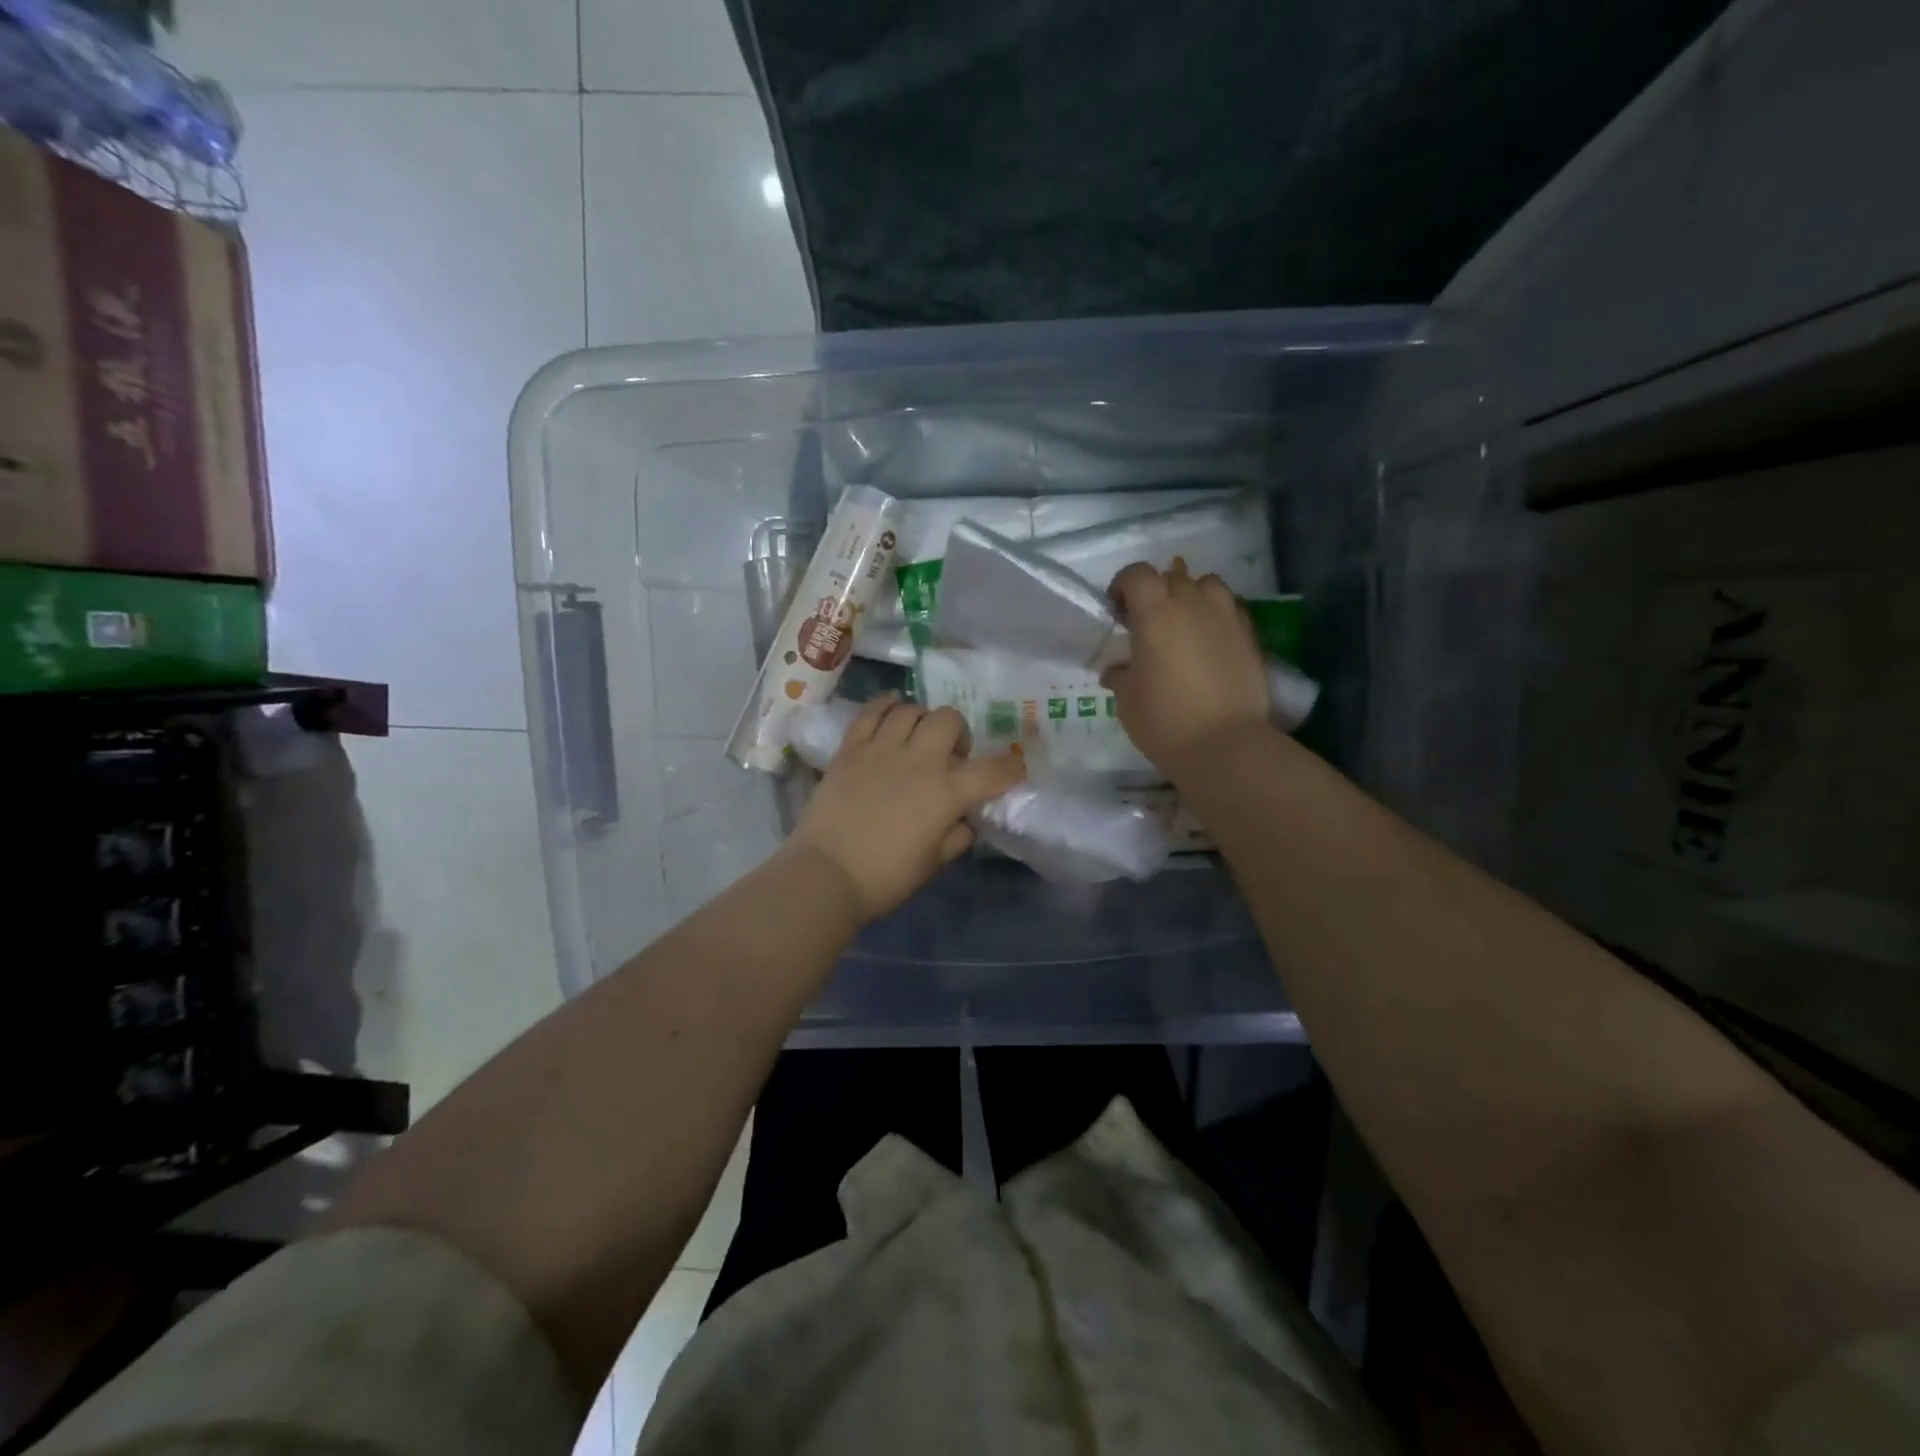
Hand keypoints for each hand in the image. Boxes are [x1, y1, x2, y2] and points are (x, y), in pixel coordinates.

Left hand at [787, 695, 1026, 920]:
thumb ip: (957, 835)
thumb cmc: (886, 876)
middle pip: (949, 719)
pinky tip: (892, 711)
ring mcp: (881, 749)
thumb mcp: (934, 862)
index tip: (1011, 771)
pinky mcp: (851, 748)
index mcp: (946, 792)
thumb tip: (965, 818)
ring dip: (923, 720)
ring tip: (918, 737)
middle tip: (950, 756)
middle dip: (958, 733)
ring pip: (911, 710)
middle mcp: (918, 760)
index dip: (1010, 768)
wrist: (826, 874)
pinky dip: (886, 706)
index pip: (993, 770)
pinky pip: (871, 712)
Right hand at [1102, 561, 1271, 771]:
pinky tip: (1209, 642)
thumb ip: (1121, 676)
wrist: (1225, 746)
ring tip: (1184, 624)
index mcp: (1155, 614)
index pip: (1137, 575)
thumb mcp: (1127, 701)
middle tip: (1148, 623)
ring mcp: (1226, 617)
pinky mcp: (1249, 635)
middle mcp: (1192, 604)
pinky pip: (1229, 609)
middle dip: (1156, 592)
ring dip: (1191, 595)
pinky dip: (1215, 615)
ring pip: (1207, 585)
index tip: (1117, 613)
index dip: (1123, 587)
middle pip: (1172, 576)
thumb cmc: (1165, 721)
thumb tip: (1117, 670)